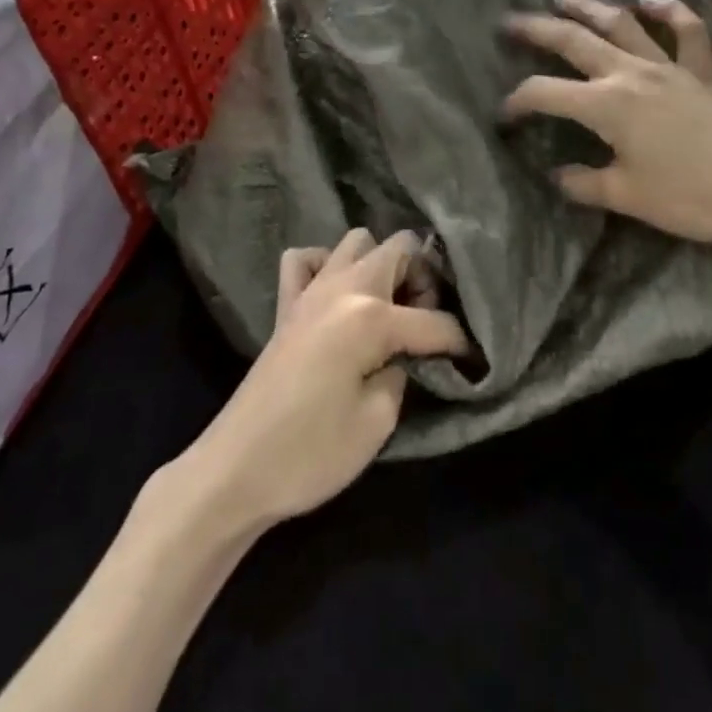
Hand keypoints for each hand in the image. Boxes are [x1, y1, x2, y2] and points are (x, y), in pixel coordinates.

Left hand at [184, 229, 468, 532]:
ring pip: (356, 241)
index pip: (434, 319)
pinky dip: (326, 265)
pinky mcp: (286, 306)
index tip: (475, 361)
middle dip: (423, 278)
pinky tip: (336, 296)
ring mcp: (310, 291)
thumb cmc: (311, 452)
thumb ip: (402, 374)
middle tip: (425, 323)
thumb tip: (405, 357)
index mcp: (371, 317)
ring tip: (388, 307)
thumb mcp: (378, 422)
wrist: (236, 470)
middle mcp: (343, 288)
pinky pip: (306, 260)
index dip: (460, 342)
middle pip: (398, 249)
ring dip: (380, 264)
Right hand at [500, 0, 711, 247]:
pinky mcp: (701, 71)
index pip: (545, 93)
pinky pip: (686, 31)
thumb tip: (557, 175)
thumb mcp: (628, 196)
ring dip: (589, 7)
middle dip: (537, 29)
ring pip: (622, 25)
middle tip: (509, 21)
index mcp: (606, 105)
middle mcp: (631, 74)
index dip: (517, 101)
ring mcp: (669, 66)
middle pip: (574, 41)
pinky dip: (668, 12)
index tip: (502, 116)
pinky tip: (650, 2)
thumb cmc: (692, 196)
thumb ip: (584, 183)